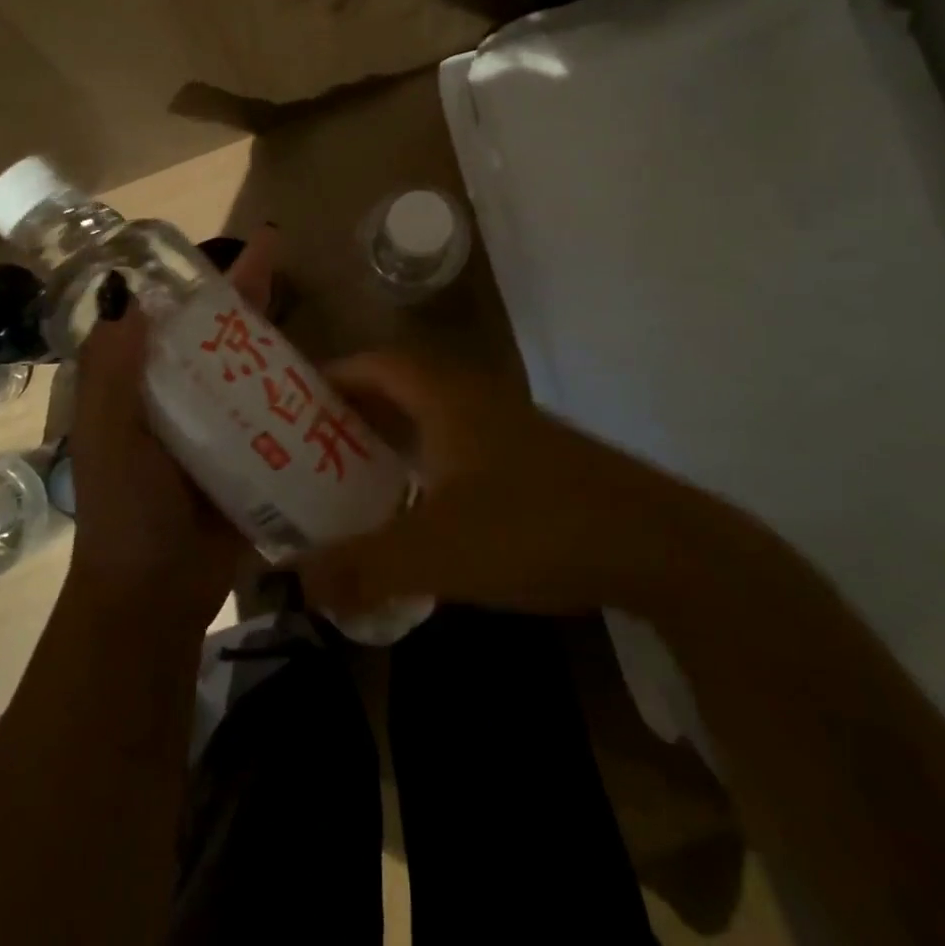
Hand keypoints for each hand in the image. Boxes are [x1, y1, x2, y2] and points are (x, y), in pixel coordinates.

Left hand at [65, 226, 279, 629]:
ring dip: (278, 334)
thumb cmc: (125, 509)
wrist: (158, 593)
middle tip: (277, 249)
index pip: (168, 318)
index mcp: (143, 383)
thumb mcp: (106, 436)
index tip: (213, 242)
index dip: (191, 280)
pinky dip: (300, 387)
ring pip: (254, 365)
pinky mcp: (256, 451)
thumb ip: (111, 371)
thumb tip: (125, 290)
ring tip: (313, 295)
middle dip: (246, 291)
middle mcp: (183, 393)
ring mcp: (222, 422)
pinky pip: (279, 410)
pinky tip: (332, 366)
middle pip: (220, 333)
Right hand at [298, 354, 686, 617]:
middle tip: (310, 448)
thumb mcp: (436, 551)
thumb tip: (294, 581)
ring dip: (393, 441)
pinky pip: (461, 448)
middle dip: (355, 413)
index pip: (376, 364)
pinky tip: (419, 510)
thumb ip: (362, 566)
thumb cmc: (532, 526)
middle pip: (401, 389)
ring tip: (351, 480)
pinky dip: (428, 465)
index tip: (293, 403)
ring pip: (434, 421)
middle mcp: (475, 398)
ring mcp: (509, 428)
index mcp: (446, 396)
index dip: (334, 375)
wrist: (651, 543)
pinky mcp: (533, 461)